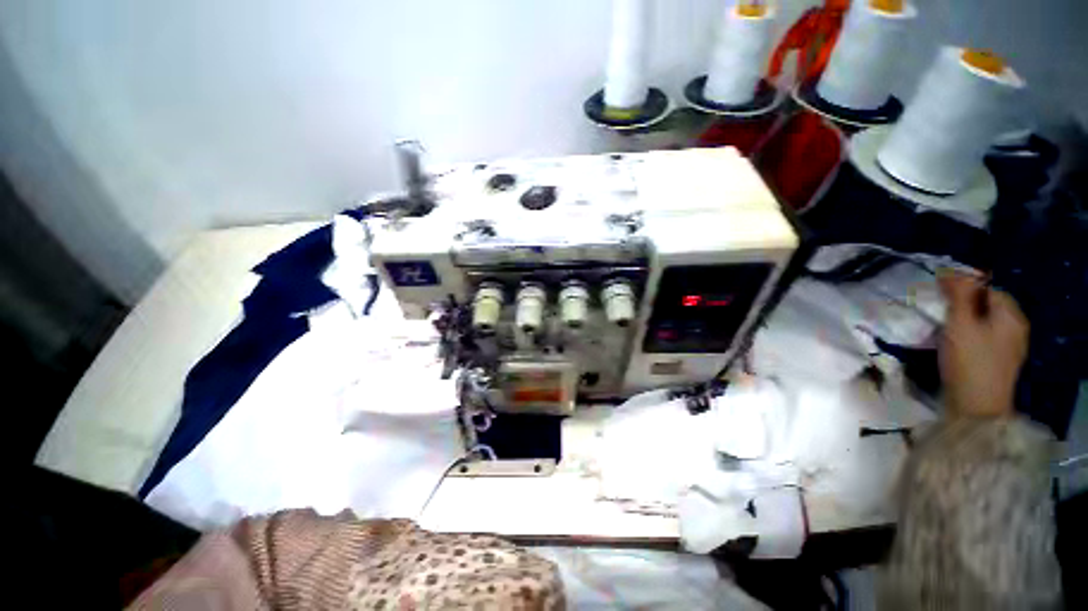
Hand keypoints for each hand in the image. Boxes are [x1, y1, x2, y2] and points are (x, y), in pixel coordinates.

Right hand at [938, 271, 1029, 417]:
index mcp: (1011, 316)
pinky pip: (983, 338)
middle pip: (987, 306)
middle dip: (963, 304)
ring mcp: (1009, 347)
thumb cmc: (969, 361)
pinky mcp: (997, 362)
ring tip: (941, 327)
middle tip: (937, 310)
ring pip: (984, 323)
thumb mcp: (961, 324)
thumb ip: (959, 295)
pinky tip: (952, 344)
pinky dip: (967, 336)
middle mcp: (1015, 328)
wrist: (976, 407)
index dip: (964, 287)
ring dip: (963, 321)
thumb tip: (952, 272)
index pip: (988, 289)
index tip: (938, 292)